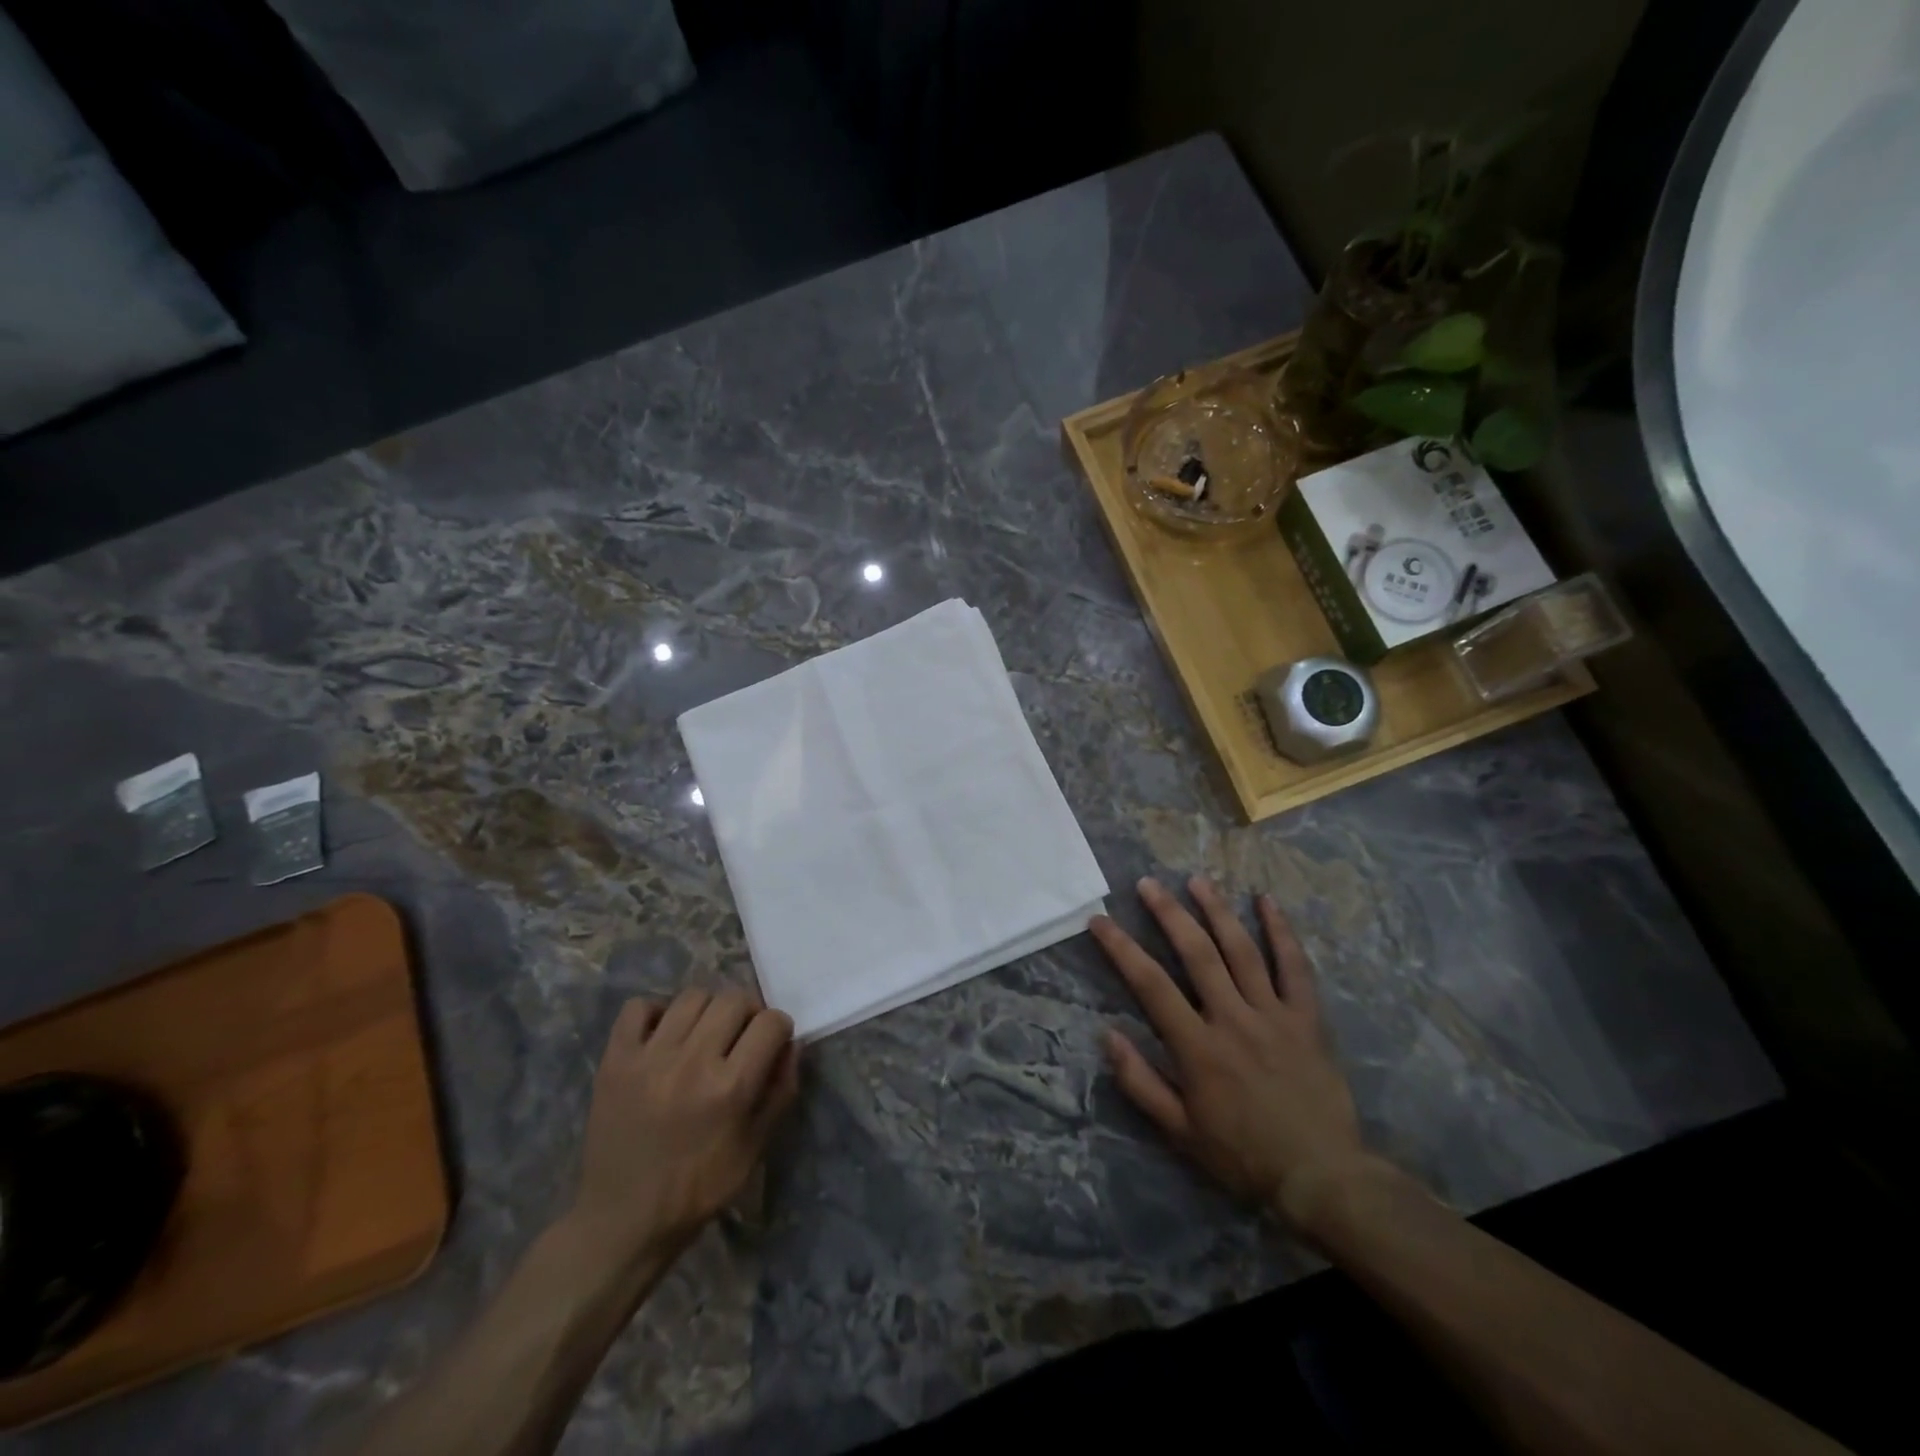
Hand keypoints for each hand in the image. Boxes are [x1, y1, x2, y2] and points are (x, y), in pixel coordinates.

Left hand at [567, 990, 799, 1266]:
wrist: (622, 1221)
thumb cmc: (697, 1189)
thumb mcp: (754, 1149)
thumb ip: (780, 1092)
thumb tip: (791, 1045)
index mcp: (730, 1088)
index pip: (770, 1022)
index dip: (779, 1028)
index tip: (772, 1042)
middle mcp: (692, 1062)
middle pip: (733, 999)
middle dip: (748, 1012)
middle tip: (740, 1036)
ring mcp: (649, 1058)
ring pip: (692, 996)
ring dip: (708, 1009)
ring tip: (704, 1034)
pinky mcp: (615, 1061)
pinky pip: (638, 1007)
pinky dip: (656, 1012)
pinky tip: (663, 1035)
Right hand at [1093, 877, 1373, 1226]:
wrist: (1322, 1178)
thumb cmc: (1243, 1156)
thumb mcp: (1179, 1132)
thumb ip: (1140, 1082)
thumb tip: (1106, 1035)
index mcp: (1198, 1047)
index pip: (1151, 985)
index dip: (1121, 948)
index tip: (1100, 920)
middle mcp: (1233, 1019)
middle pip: (1196, 953)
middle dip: (1168, 913)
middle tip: (1147, 884)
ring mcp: (1274, 1014)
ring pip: (1241, 950)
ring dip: (1217, 911)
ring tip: (1196, 880)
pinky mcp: (1307, 1018)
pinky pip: (1295, 967)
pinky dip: (1281, 932)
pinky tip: (1266, 902)